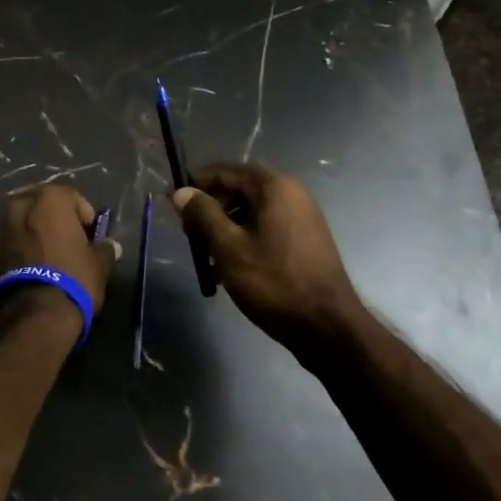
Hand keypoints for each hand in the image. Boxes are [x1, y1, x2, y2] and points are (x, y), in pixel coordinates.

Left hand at [0, 184, 119, 315]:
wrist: (31, 314)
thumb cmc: (72, 279)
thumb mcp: (98, 265)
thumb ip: (104, 249)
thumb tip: (110, 245)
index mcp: (50, 198)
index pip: (72, 197)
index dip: (84, 216)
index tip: (90, 236)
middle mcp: (21, 203)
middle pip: (42, 204)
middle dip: (53, 219)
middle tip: (65, 241)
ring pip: (20, 221)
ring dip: (31, 232)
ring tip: (43, 256)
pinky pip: (5, 241)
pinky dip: (15, 248)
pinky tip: (26, 268)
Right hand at [170, 163, 362, 358]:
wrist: (328, 328)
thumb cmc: (274, 283)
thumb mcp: (229, 248)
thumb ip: (203, 215)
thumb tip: (181, 192)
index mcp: (274, 186)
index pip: (224, 171)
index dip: (195, 185)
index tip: (172, 205)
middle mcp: (291, 193)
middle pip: (238, 189)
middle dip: (210, 210)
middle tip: (189, 236)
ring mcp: (302, 217)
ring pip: (251, 211)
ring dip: (225, 228)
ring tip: (206, 257)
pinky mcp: (305, 240)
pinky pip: (266, 228)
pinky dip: (245, 239)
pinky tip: (230, 268)